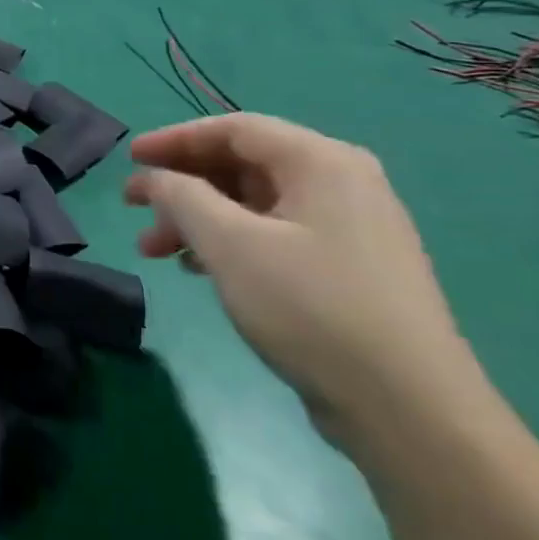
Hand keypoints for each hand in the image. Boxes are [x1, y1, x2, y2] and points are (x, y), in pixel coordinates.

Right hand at [125, 114, 483, 447]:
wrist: (409, 410)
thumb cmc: (311, 308)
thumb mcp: (230, 244)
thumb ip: (181, 197)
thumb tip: (154, 178)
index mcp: (322, 162)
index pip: (234, 129)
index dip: (174, 139)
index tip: (129, 160)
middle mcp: (341, 184)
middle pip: (242, 165)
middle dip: (181, 185)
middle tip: (134, 209)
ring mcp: (349, 229)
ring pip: (253, 205)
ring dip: (197, 219)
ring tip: (155, 251)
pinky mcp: (347, 270)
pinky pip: (273, 236)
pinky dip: (228, 243)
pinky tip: (197, 270)